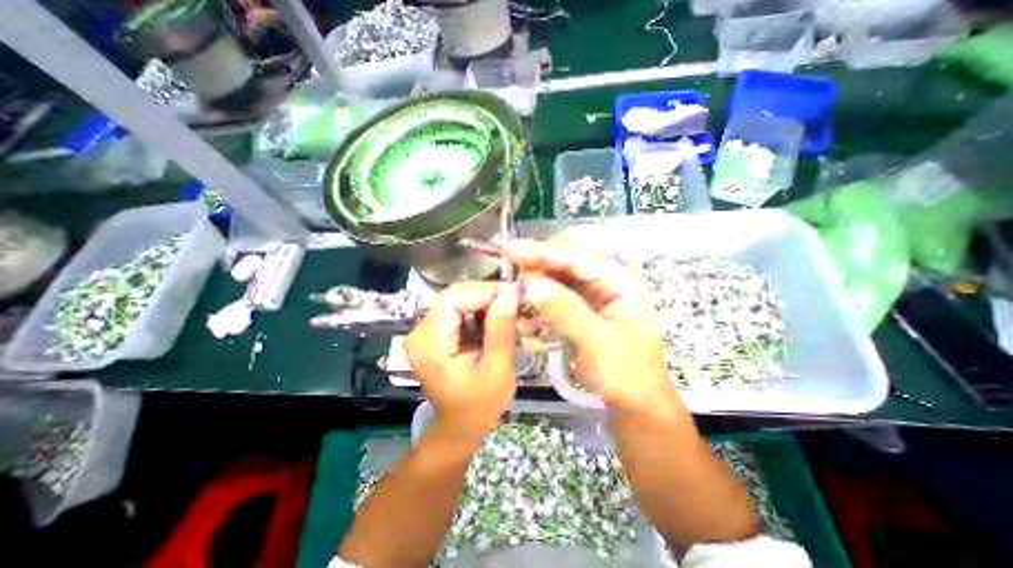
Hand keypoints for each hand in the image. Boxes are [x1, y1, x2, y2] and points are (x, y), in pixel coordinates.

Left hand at [404, 285, 517, 439]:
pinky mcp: (435, 333)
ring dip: (486, 301)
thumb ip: (501, 331)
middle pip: (454, 295)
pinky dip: (480, 310)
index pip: (454, 299)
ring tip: (511, 309)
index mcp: (429, 343)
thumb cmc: (479, 406)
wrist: (460, 425)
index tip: (515, 294)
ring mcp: (426, 331)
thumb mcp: (496, 370)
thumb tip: (512, 292)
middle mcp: (420, 331)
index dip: (485, 291)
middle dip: (488, 294)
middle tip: (516, 301)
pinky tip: (497, 319)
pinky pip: (459, 310)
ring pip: (458, 299)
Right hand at [503, 240, 673, 412]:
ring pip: (560, 276)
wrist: (637, 402)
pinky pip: (559, 294)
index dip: (542, 251)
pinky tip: (527, 309)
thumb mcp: (596, 341)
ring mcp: (597, 294)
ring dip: (538, 281)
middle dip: (539, 264)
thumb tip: (532, 285)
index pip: (577, 257)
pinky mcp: (585, 307)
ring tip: (517, 292)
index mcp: (620, 281)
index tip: (510, 250)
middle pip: (568, 260)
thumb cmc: (625, 373)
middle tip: (513, 273)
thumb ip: (565, 311)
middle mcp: (609, 280)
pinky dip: (542, 299)